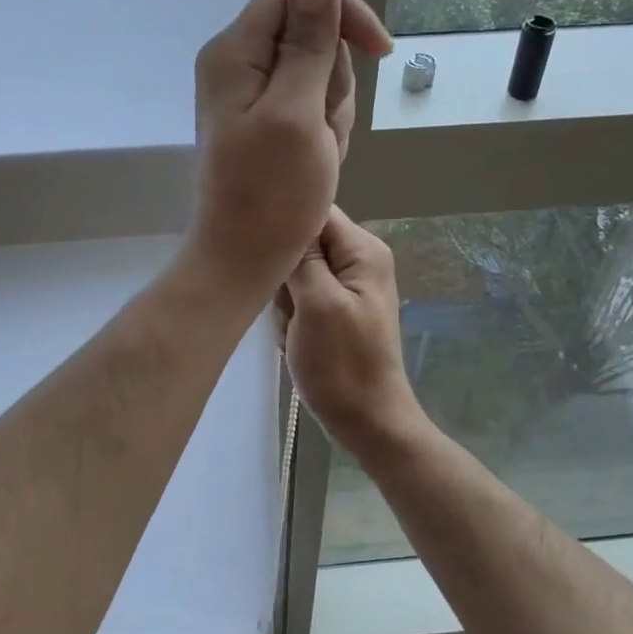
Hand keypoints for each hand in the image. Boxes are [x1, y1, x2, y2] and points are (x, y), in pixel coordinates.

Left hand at [187, 0, 392, 300]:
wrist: (243, 260)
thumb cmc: (270, 195)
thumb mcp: (297, 113)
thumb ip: (308, 42)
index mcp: (236, 52)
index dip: (343, 15)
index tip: (380, 51)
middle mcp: (238, 64)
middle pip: (312, 37)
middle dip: (335, 82)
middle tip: (323, 130)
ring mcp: (252, 96)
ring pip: (319, 76)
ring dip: (333, 114)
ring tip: (319, 154)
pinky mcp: (266, 124)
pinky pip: (312, 108)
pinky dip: (324, 133)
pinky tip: (316, 163)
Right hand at [280, 206, 428, 455]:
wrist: (366, 421)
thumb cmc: (343, 364)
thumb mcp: (318, 305)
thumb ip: (302, 258)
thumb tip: (285, 216)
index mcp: (362, 251)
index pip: (314, 212)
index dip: (286, 229)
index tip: (266, 256)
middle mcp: (356, 262)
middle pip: (301, 245)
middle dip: (285, 277)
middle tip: (290, 309)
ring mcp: (345, 289)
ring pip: (294, 276)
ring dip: (285, 305)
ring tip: (295, 332)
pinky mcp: (333, 313)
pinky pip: (299, 302)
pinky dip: (291, 322)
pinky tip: (296, 343)